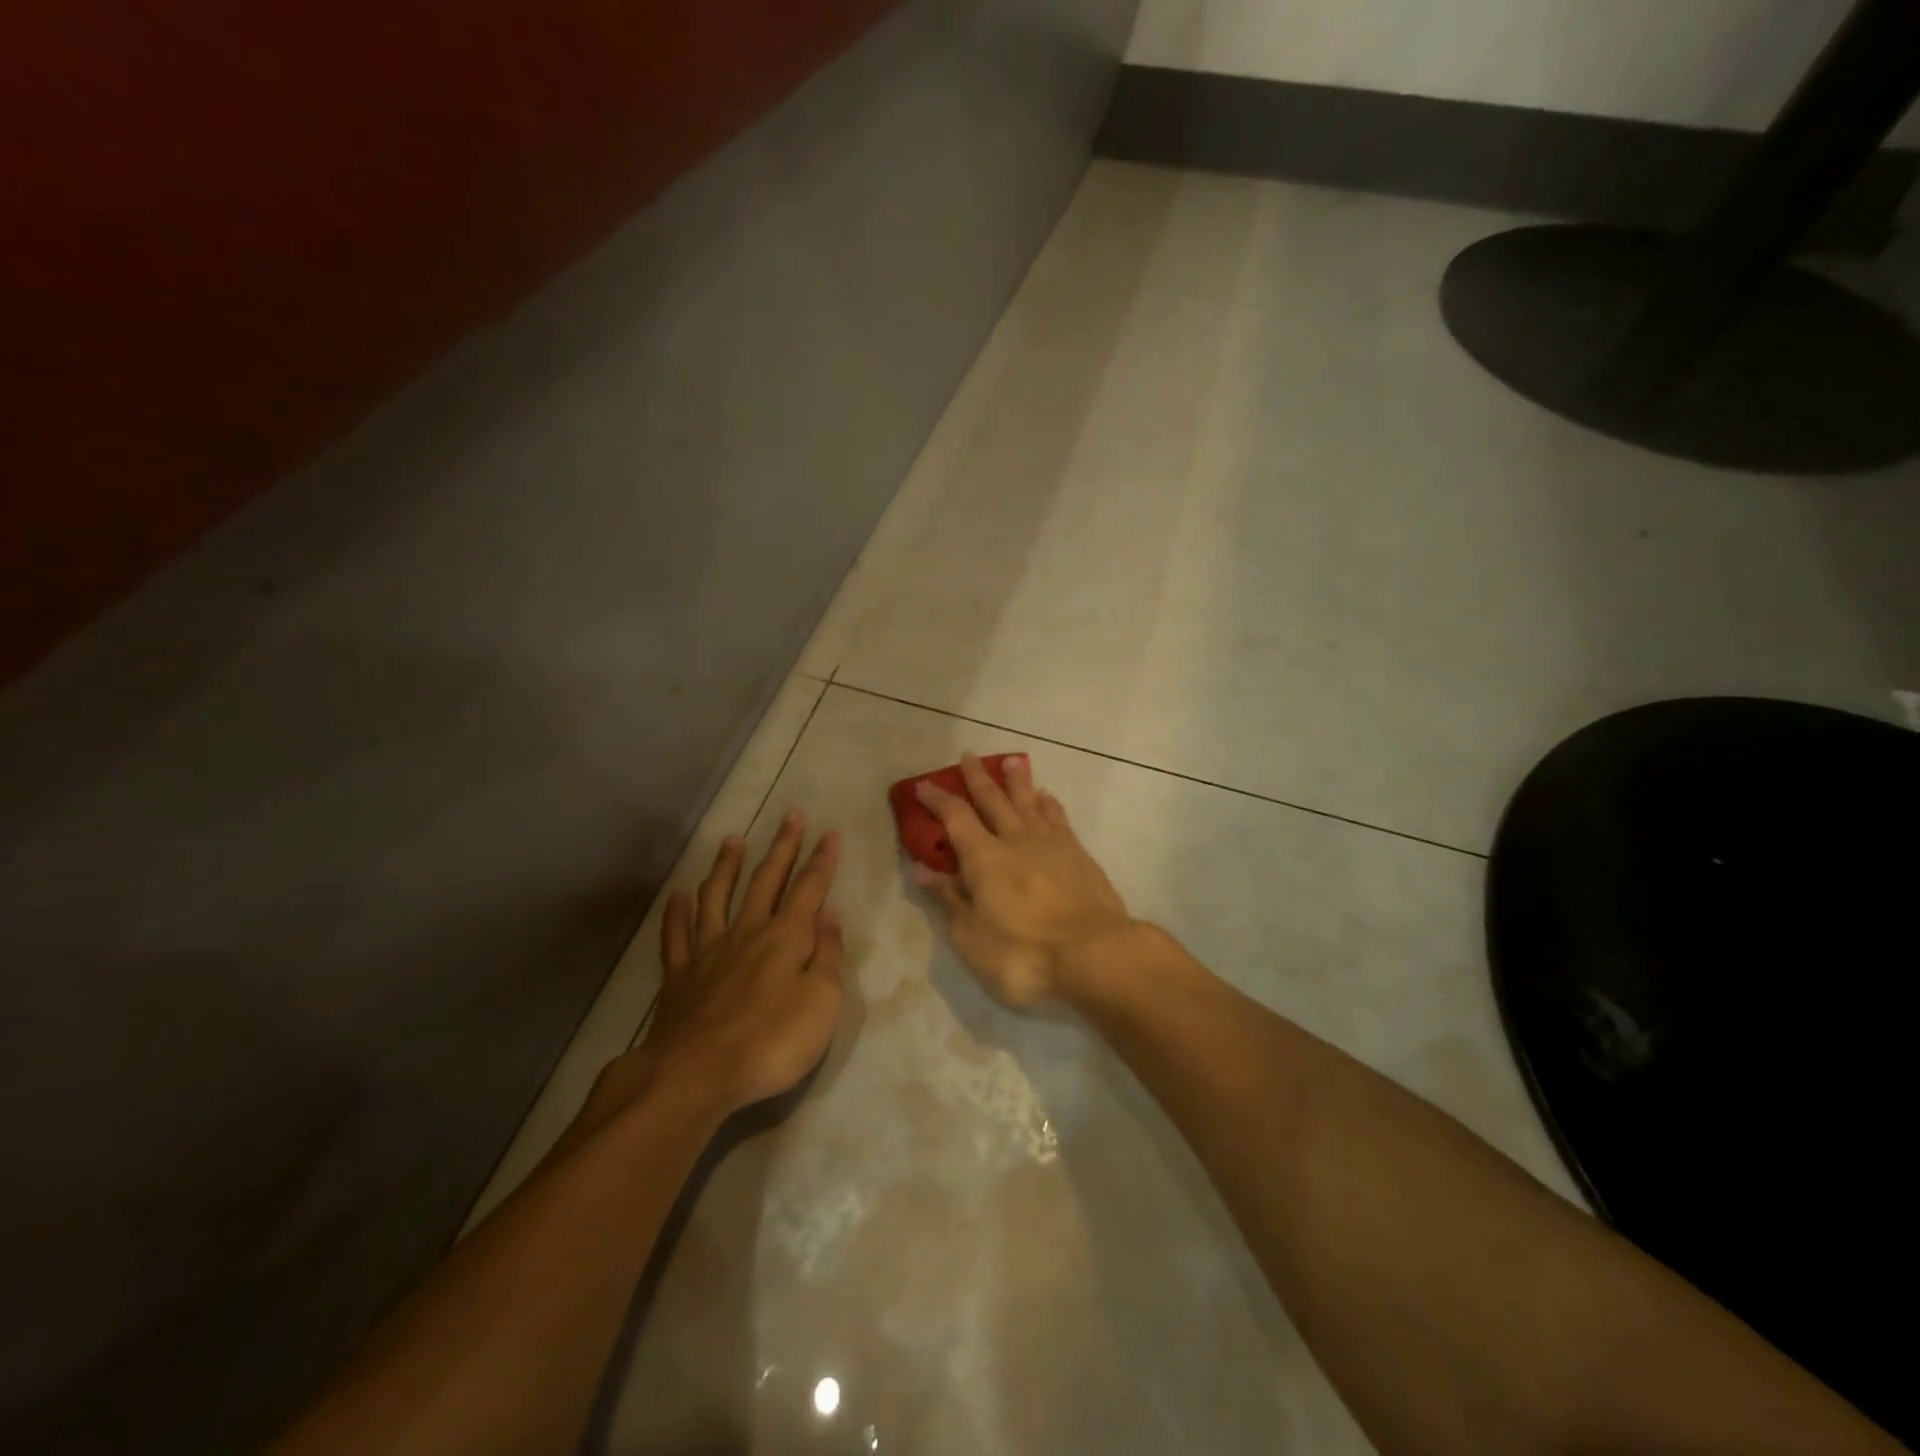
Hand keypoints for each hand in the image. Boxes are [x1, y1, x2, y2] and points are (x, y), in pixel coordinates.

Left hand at [647, 813, 845, 1113]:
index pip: (809, 888)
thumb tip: (829, 916)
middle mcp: (747, 932)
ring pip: (717, 896)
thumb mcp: (823, 1002)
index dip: (821, 860)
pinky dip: (677, 913)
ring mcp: (708, 950)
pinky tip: (678, 896)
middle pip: (767, 881)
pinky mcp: (679, 975)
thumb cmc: (772, 1041)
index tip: (829, 832)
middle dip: (782, 847)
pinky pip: (676, 935)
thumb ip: (828, 956)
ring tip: (733, 841)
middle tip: (791, 816)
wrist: (697, 1074)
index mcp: (786, 937)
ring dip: (727, 867)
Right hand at [914, 754, 1134, 1007]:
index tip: (924, 785)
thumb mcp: (971, 936)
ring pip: (1029, 802)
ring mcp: (1051, 844)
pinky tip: (1046, 797)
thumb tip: (921, 869)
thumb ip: (948, 899)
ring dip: (1018, 781)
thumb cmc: (1024, 953)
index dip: (938, 800)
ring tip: (1012, 762)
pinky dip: (1049, 804)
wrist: (1094, 954)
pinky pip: (1059, 818)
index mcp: (984, 858)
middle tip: (968, 756)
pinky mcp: (1079, 855)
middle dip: (977, 778)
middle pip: (993, 800)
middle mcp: (1016, 840)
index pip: (955, 817)